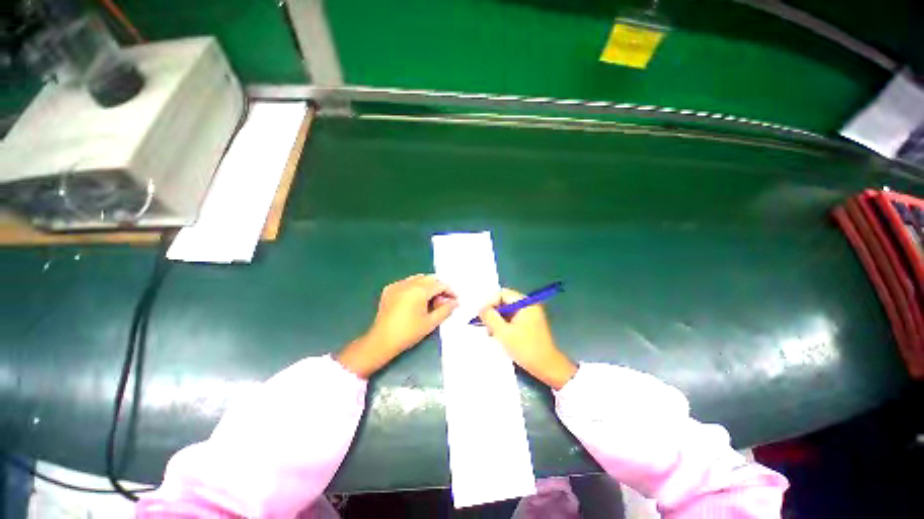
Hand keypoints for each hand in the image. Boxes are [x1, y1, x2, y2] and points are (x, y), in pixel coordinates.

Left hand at [337, 274, 457, 377]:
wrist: (382, 340)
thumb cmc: (408, 333)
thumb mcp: (430, 323)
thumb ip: (445, 310)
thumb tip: (455, 302)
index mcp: (419, 290)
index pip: (440, 285)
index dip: (450, 291)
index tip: (455, 299)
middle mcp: (408, 283)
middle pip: (430, 278)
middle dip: (439, 287)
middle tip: (444, 300)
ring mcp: (397, 285)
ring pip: (418, 278)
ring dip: (428, 285)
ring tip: (431, 299)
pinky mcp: (389, 289)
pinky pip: (407, 282)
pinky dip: (415, 287)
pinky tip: (416, 300)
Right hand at [478, 288, 576, 389]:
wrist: (547, 367)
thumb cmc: (525, 348)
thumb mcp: (503, 332)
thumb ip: (490, 317)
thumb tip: (481, 308)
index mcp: (525, 303)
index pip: (503, 294)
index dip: (490, 302)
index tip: (481, 315)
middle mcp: (529, 305)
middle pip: (505, 302)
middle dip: (493, 312)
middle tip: (484, 324)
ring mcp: (530, 315)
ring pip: (507, 311)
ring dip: (497, 320)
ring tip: (491, 332)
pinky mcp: (529, 324)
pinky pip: (512, 319)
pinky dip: (504, 325)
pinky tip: (499, 336)